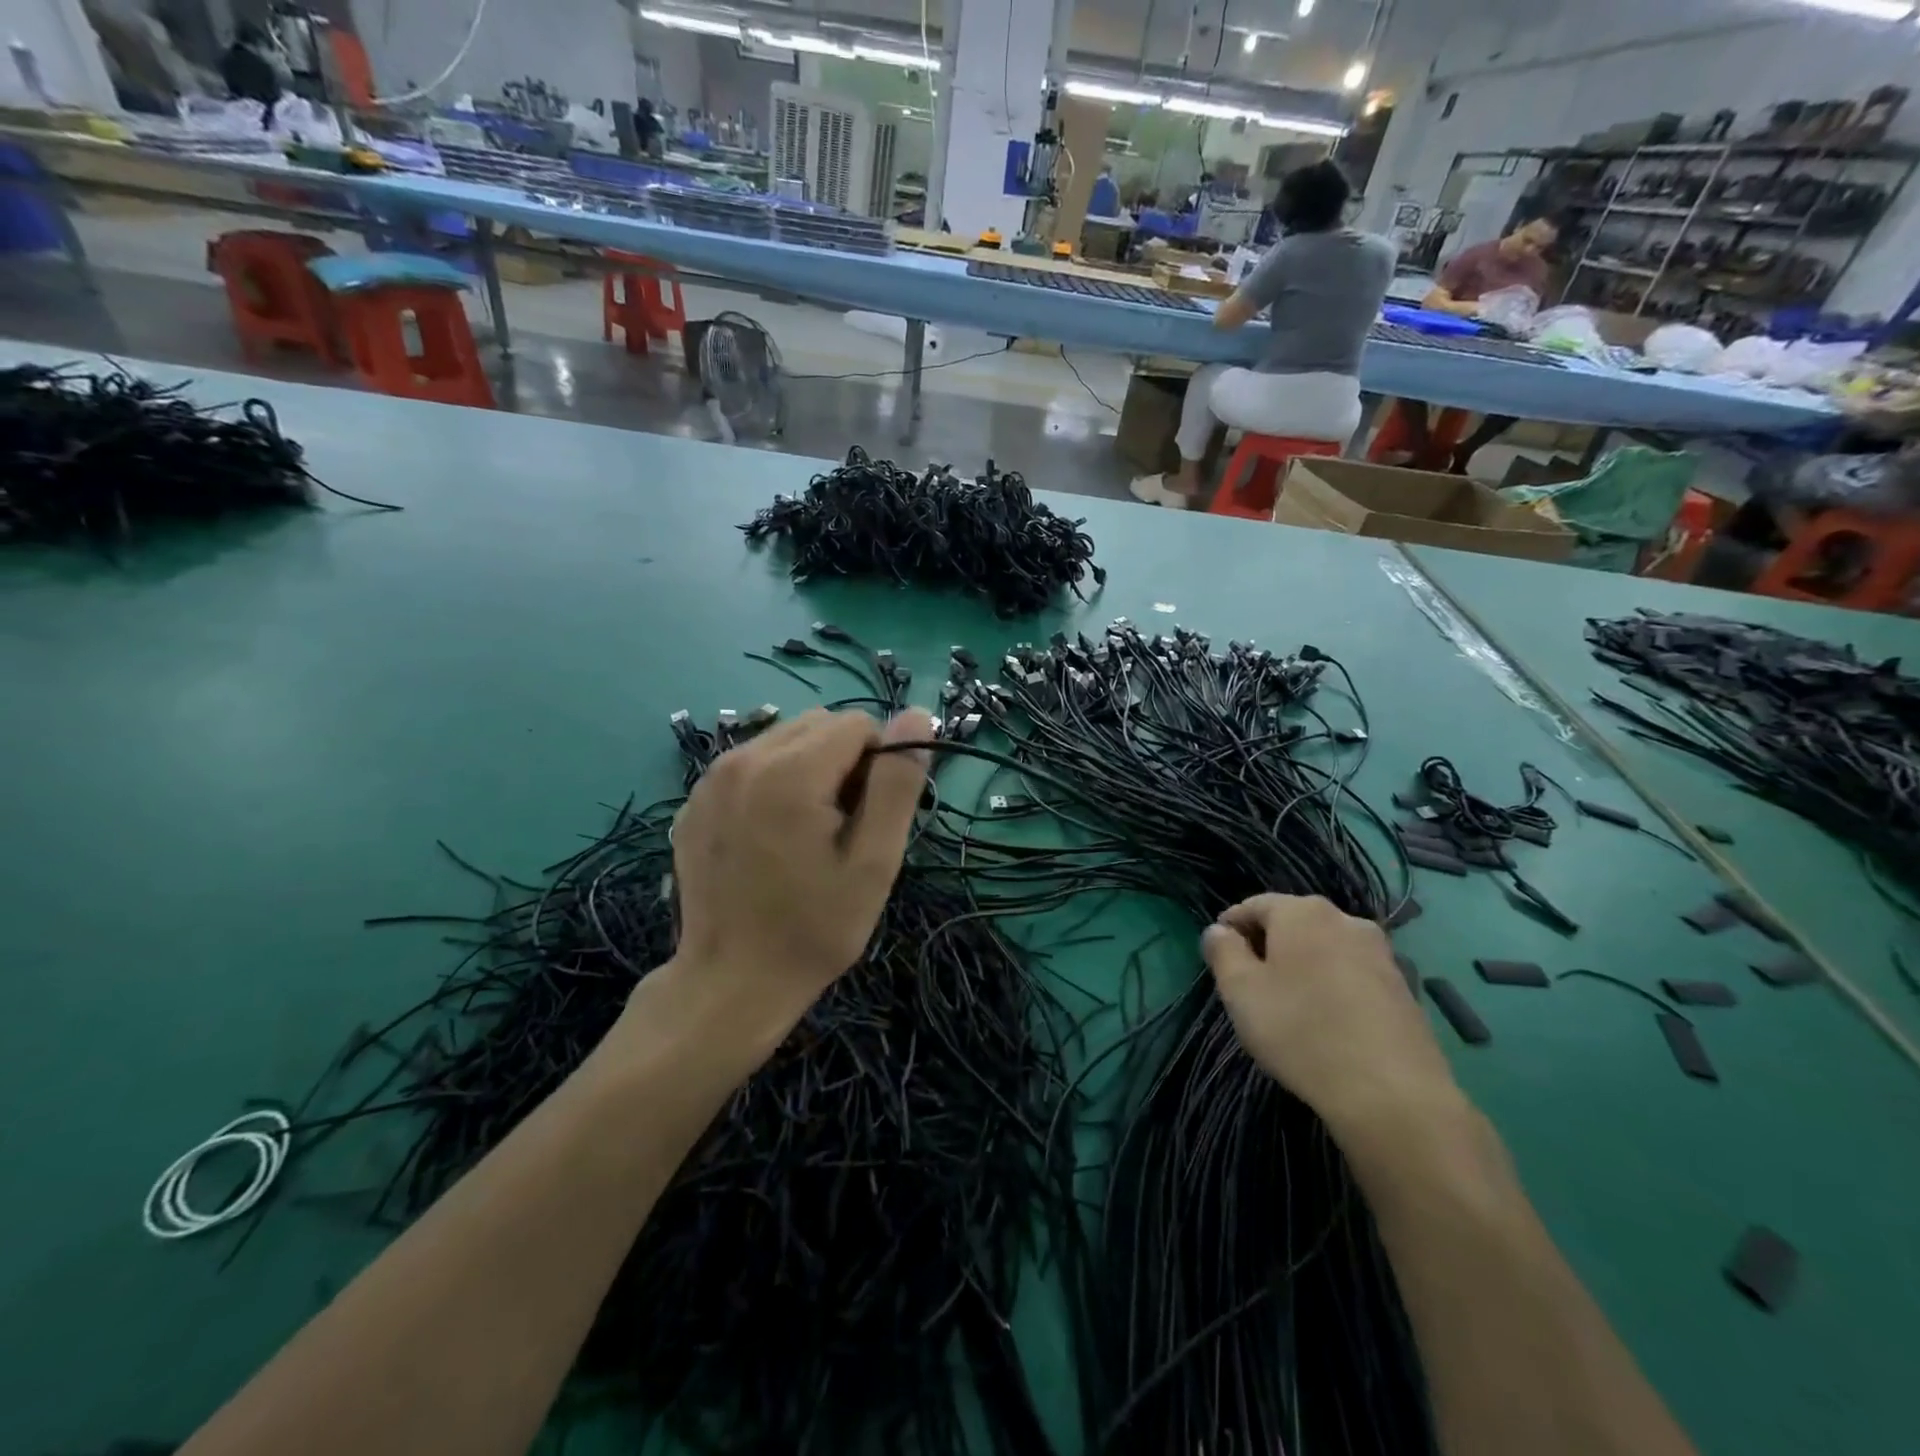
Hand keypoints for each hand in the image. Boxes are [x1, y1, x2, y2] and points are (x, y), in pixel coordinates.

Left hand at [669, 708, 928, 1024]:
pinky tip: (770, 839)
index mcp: (789, 772)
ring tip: (806, 833)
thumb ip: (897, 784)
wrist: (731, 984)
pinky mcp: (693, 802)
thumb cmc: (814, 929)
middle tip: (842, 828)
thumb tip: (917, 715)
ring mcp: (709, 780)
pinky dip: (772, 784)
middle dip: (843, 762)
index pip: (858, 724)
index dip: (878, 764)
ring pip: (784, 740)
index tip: (869, 818)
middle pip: (819, 726)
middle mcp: (741, 759)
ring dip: (809, 770)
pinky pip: (750, 766)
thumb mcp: (874, 863)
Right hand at [1200, 894, 1459, 1135]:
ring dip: (1303, 967)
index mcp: (1303, 912)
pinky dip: (1333, 987)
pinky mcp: (1404, 988)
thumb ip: (1222, 951)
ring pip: (1325, 949)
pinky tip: (1328, 1023)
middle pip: (1293, 924)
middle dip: (1268, 947)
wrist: (1392, 1094)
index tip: (1220, 959)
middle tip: (1250, 986)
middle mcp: (1346, 920)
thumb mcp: (1240, 991)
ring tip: (1290, 1007)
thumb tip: (1219, 930)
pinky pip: (1353, 974)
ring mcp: (1381, 953)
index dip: (1231, 928)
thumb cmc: (1301, 1031)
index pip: (1254, 905)